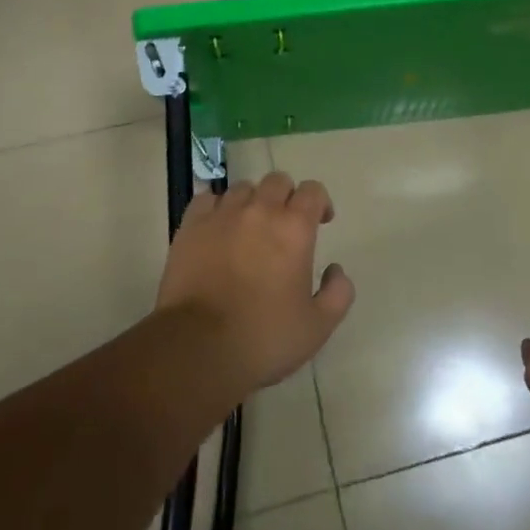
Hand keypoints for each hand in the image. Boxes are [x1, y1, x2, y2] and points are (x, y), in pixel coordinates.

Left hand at [158, 171, 355, 394]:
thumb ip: (338, 293)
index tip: (320, 222)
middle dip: (286, 197)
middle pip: (277, 181)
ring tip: (249, 228)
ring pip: (242, 188)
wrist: (198, 348)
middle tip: (284, 225)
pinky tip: (218, 228)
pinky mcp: (191, 227)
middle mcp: (260, 210)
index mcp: (294, 228)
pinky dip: (217, 207)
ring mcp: (222, 215)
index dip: (320, 202)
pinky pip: (207, 199)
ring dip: (252, 202)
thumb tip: (335, 270)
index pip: (313, 191)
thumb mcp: (317, 327)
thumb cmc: (263, 338)